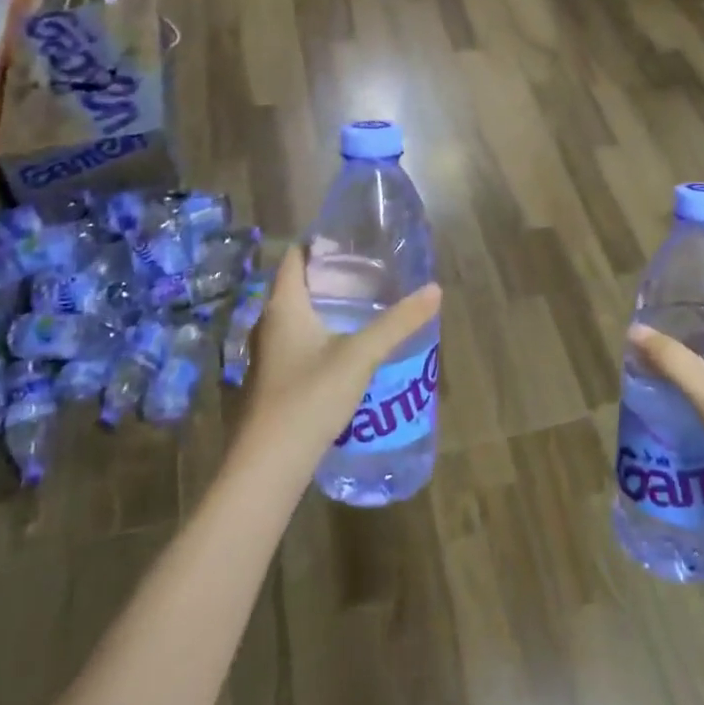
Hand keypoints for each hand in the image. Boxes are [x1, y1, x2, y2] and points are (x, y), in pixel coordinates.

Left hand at [244, 245, 440, 456]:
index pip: (295, 258)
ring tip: (366, 305)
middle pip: (298, 287)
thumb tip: (434, 290)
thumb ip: (397, 322)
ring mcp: (268, 356)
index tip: (352, 238)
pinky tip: (349, 349)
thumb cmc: (310, 397)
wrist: (269, 466)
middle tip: (371, 271)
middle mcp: (269, 324)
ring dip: (328, 308)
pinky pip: (299, 344)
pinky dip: (322, 336)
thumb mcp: (361, 355)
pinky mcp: (274, 382)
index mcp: (283, 306)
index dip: (319, 243)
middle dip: (331, 276)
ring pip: (299, 318)